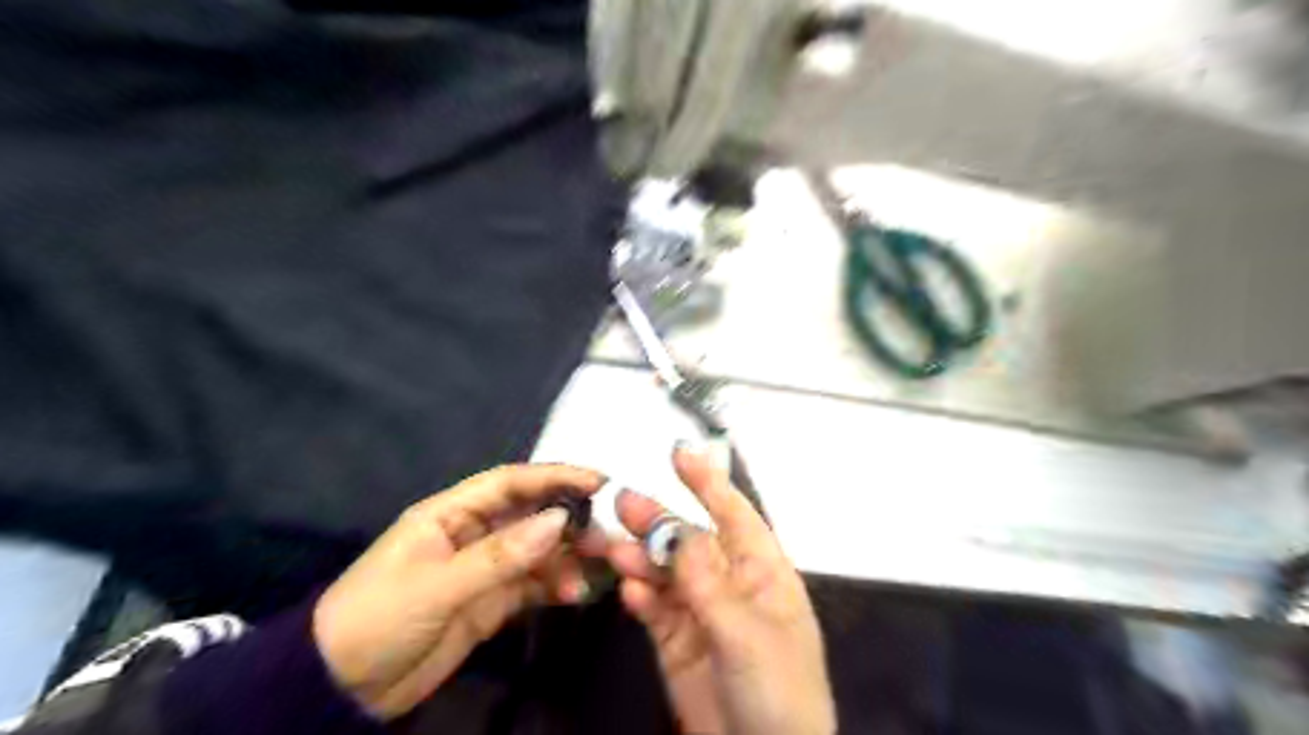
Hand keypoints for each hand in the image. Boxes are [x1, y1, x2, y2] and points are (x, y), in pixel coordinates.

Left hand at [312, 464, 606, 717]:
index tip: (598, 481)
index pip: (510, 483)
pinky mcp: (491, 602)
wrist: (340, 691)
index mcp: (451, 514)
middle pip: (531, 514)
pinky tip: (576, 593)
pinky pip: (532, 585)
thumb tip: (558, 521)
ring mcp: (484, 568)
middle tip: (607, 531)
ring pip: (537, 550)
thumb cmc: (377, 620)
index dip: (554, 476)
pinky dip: (556, 586)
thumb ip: (499, 555)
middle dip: (569, 519)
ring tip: (598, 566)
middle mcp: (473, 533)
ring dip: (568, 555)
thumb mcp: (436, 586)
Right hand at [606, 442, 832, 734]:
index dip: (709, 483)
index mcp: (763, 573)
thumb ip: (709, 582)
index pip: (735, 515)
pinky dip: (641, 598)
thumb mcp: (748, 632)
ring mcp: (702, 613)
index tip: (679, 453)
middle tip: (623, 502)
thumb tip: (679, 533)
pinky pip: (655, 610)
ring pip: (667, 573)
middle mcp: (731, 584)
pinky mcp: (677, 643)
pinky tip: (629, 592)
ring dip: (642, 559)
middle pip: (691, 541)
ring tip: (614, 548)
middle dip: (660, 521)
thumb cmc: (778, 690)